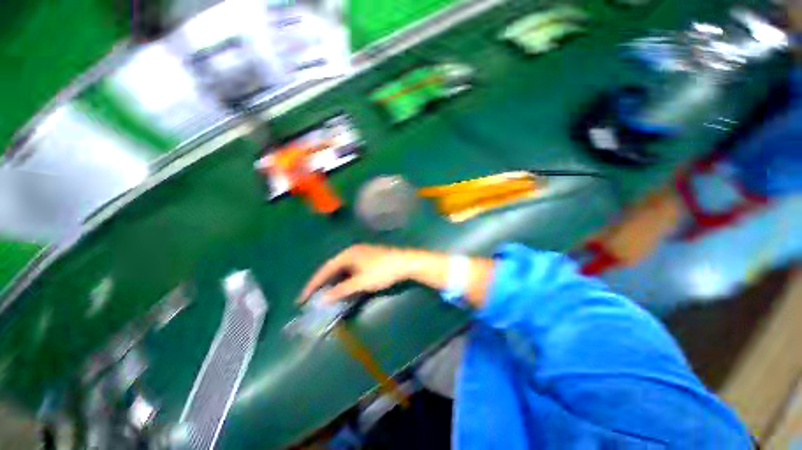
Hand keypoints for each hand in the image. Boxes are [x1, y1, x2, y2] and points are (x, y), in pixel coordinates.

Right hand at [298, 244, 493, 308]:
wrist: (405, 263)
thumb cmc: (382, 271)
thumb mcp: (361, 282)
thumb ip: (341, 291)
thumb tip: (322, 300)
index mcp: (347, 254)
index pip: (325, 269)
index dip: (313, 284)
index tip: (302, 298)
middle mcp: (352, 252)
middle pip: (332, 268)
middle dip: (322, 283)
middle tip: (311, 298)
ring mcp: (361, 254)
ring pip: (342, 269)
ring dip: (333, 282)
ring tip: (324, 295)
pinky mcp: (368, 259)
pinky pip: (350, 270)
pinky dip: (344, 280)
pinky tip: (343, 288)